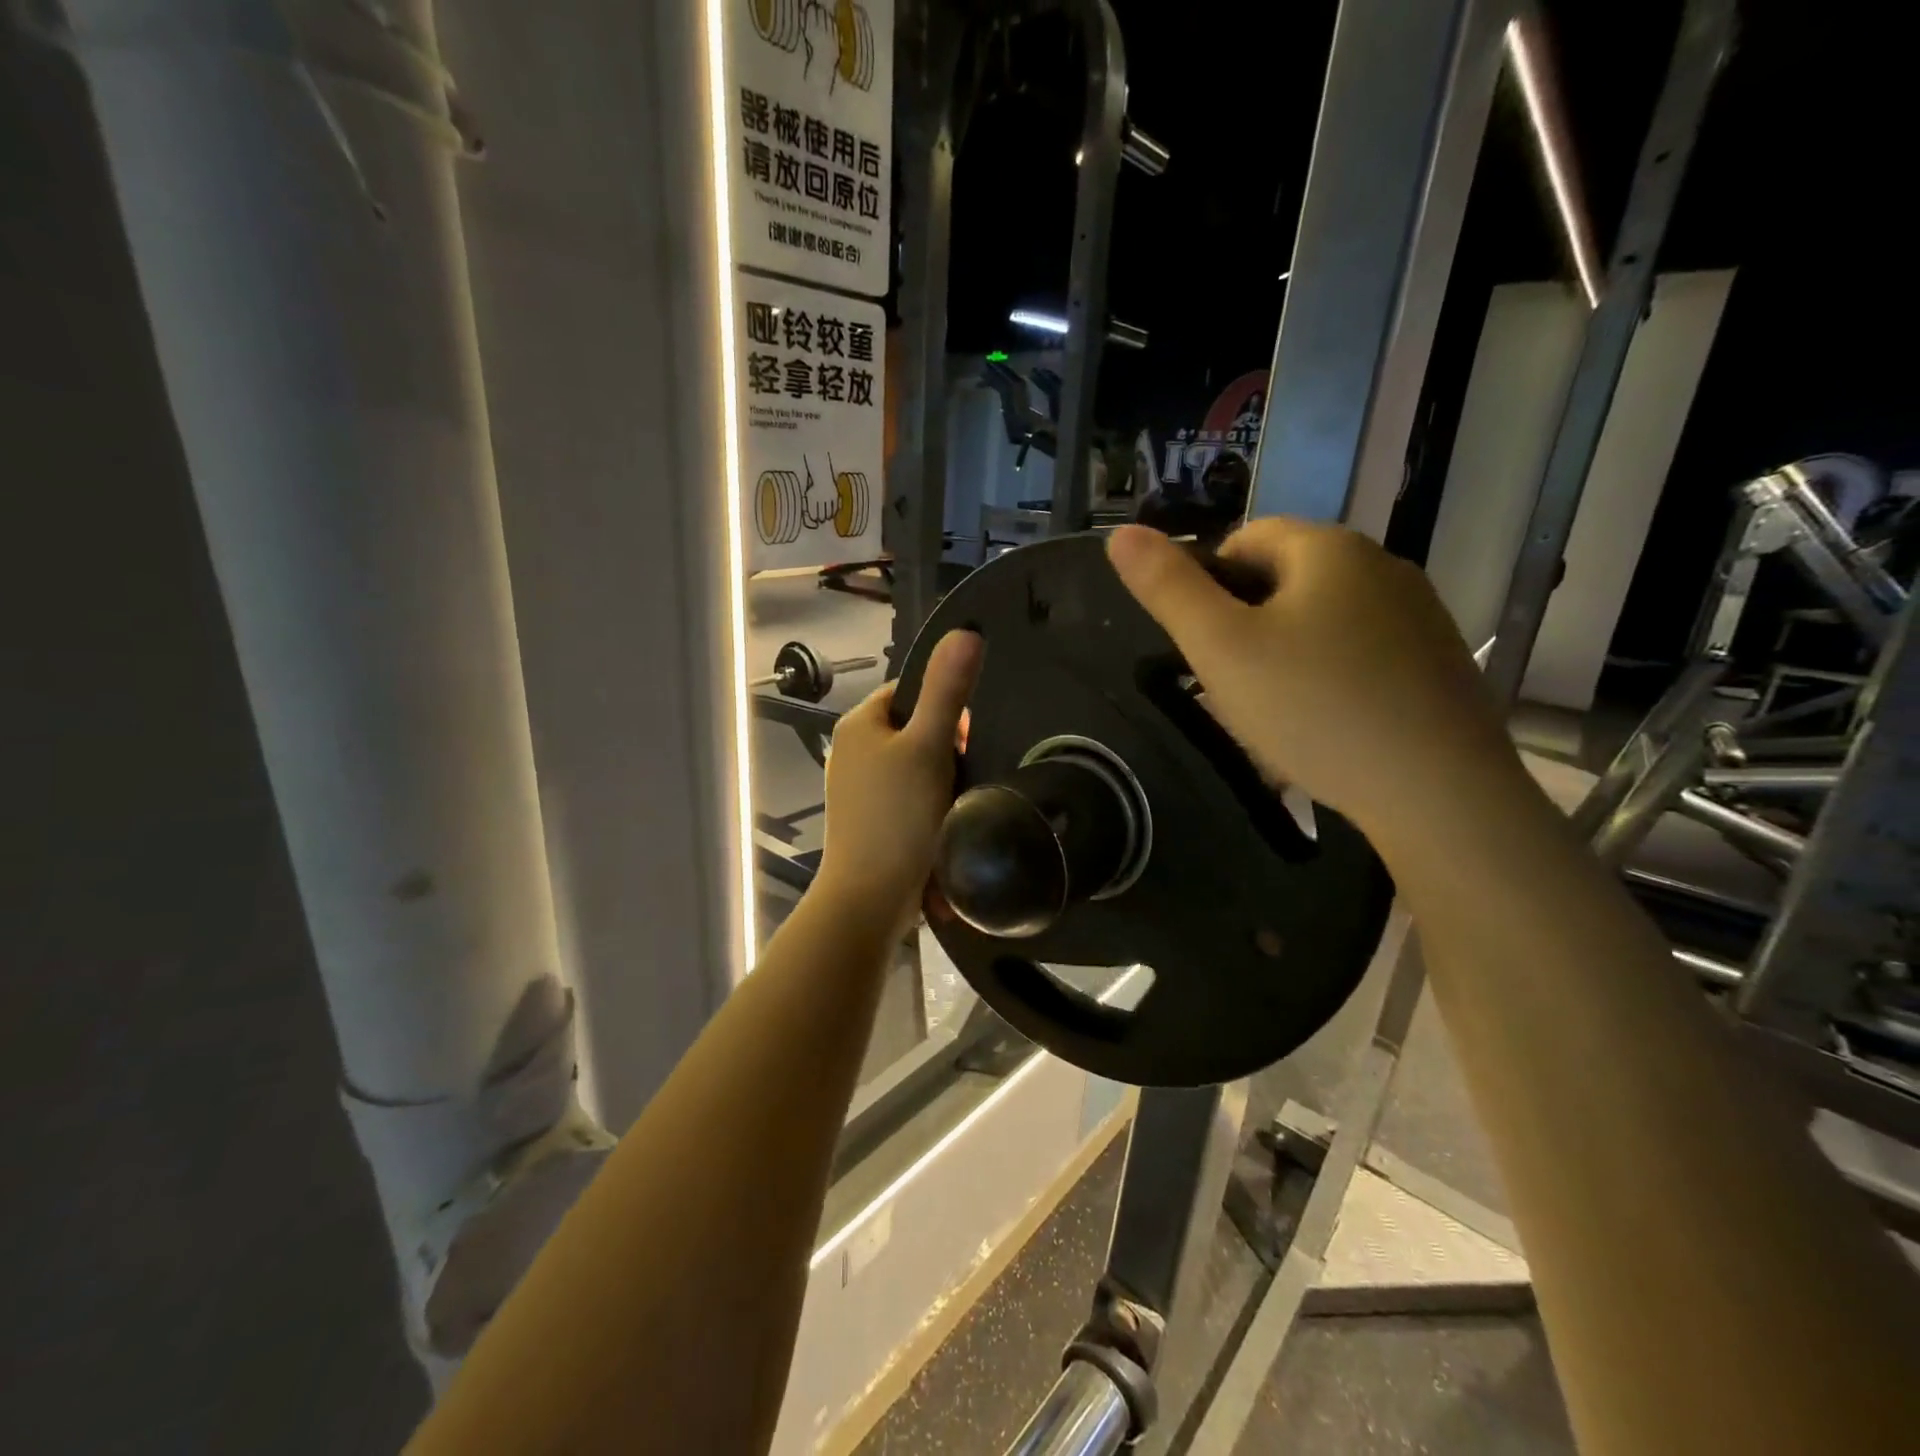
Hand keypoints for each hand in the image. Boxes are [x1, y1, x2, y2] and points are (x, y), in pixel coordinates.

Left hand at [814, 631, 982, 932]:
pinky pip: (905, 802)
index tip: (964, 742)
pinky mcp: (866, 823)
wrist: (870, 898)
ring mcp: (856, 791)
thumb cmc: (899, 816)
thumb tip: (966, 632)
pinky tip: (939, 831)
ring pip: (913, 770)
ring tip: (952, 809)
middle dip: (945, 753)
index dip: (945, 711)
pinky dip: (926, 812)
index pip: (909, 693)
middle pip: (914, 732)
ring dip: (940, 785)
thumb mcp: (930, 746)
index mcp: (859, 725)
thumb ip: (947, 690)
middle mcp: (850, 752)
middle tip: (960, 781)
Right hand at [1107, 521, 1518, 851]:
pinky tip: (1326, 726)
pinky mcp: (1438, 661)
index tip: (1203, 644)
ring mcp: (1419, 613)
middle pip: (1286, 578)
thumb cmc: (1313, 708)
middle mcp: (1381, 564)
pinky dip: (1330, 676)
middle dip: (1247, 622)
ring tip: (1274, 713)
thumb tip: (1120, 533)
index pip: (1246, 537)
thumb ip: (1168, 589)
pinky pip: (1361, 652)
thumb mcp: (1221, 648)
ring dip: (1286, 652)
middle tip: (1230, 684)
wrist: (1437, 791)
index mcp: (1328, 548)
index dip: (1209, 584)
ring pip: (1324, 618)